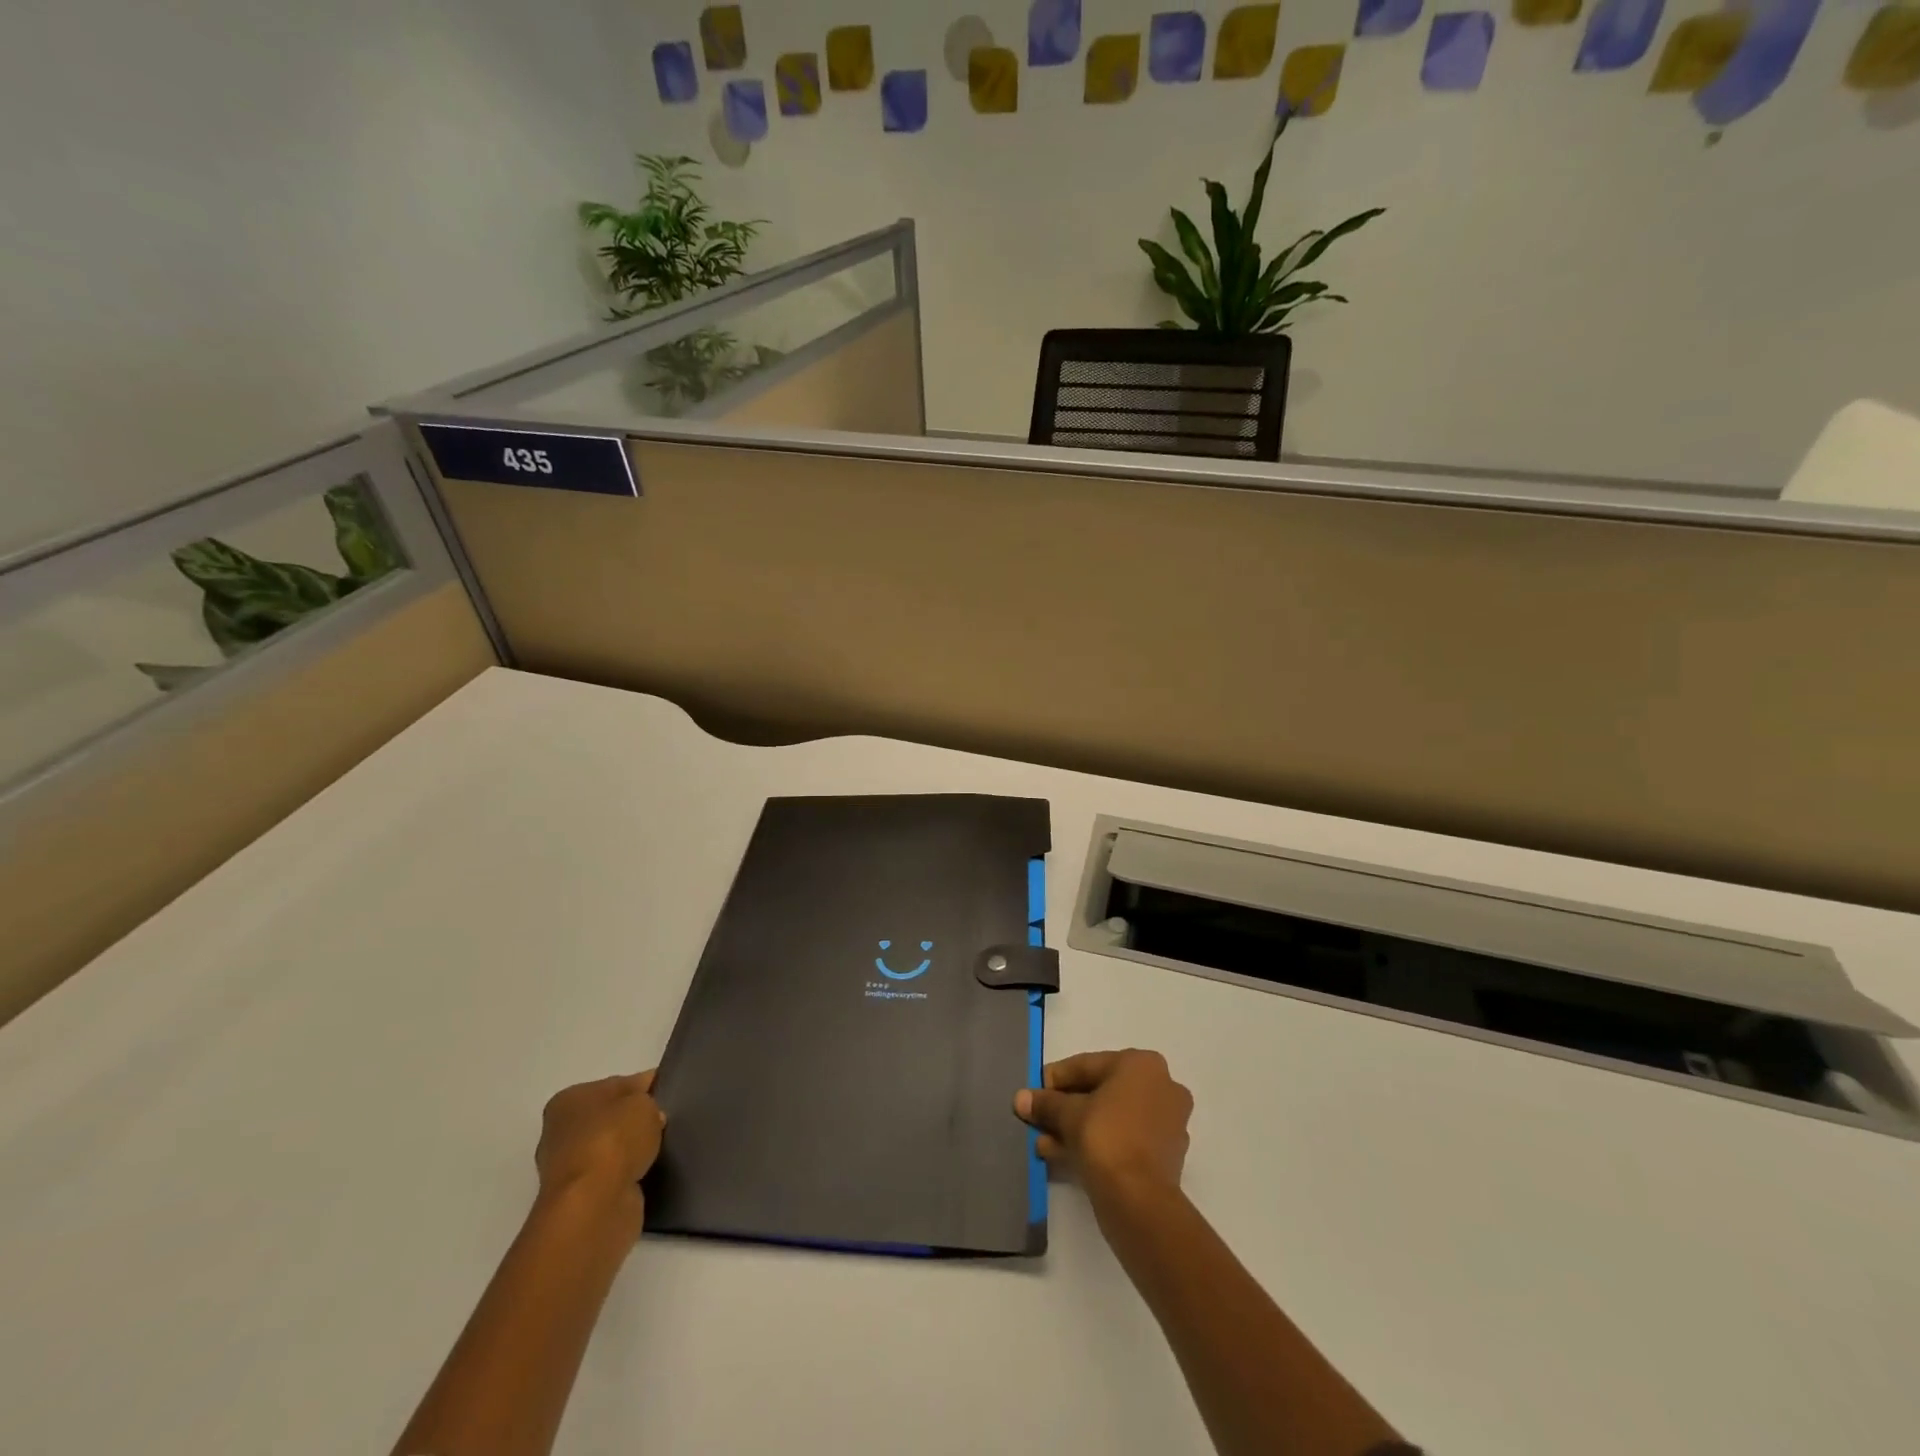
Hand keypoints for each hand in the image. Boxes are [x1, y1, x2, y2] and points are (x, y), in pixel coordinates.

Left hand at [535, 1071, 666, 1215]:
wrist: (594, 1205)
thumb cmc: (614, 1140)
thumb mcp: (643, 1103)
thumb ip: (649, 1101)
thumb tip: (650, 1115)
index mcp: (569, 1100)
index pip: (617, 1084)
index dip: (645, 1087)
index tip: (670, 1094)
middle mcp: (561, 1132)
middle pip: (611, 1118)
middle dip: (636, 1121)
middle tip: (668, 1123)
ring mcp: (569, 1169)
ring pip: (613, 1149)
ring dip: (633, 1150)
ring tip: (663, 1148)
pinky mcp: (582, 1198)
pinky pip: (615, 1176)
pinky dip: (630, 1175)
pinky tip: (651, 1171)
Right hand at [1014, 1049, 1192, 1205]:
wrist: (1140, 1201)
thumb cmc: (1106, 1138)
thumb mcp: (1068, 1114)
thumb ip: (1045, 1103)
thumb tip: (1020, 1098)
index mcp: (1142, 1064)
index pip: (1088, 1065)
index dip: (1055, 1079)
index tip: (1033, 1093)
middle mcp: (1161, 1085)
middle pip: (1101, 1091)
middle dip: (1066, 1107)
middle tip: (1039, 1120)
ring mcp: (1168, 1121)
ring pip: (1112, 1117)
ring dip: (1077, 1127)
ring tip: (1045, 1144)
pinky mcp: (1166, 1154)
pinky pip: (1124, 1138)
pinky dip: (1097, 1143)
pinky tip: (1064, 1156)